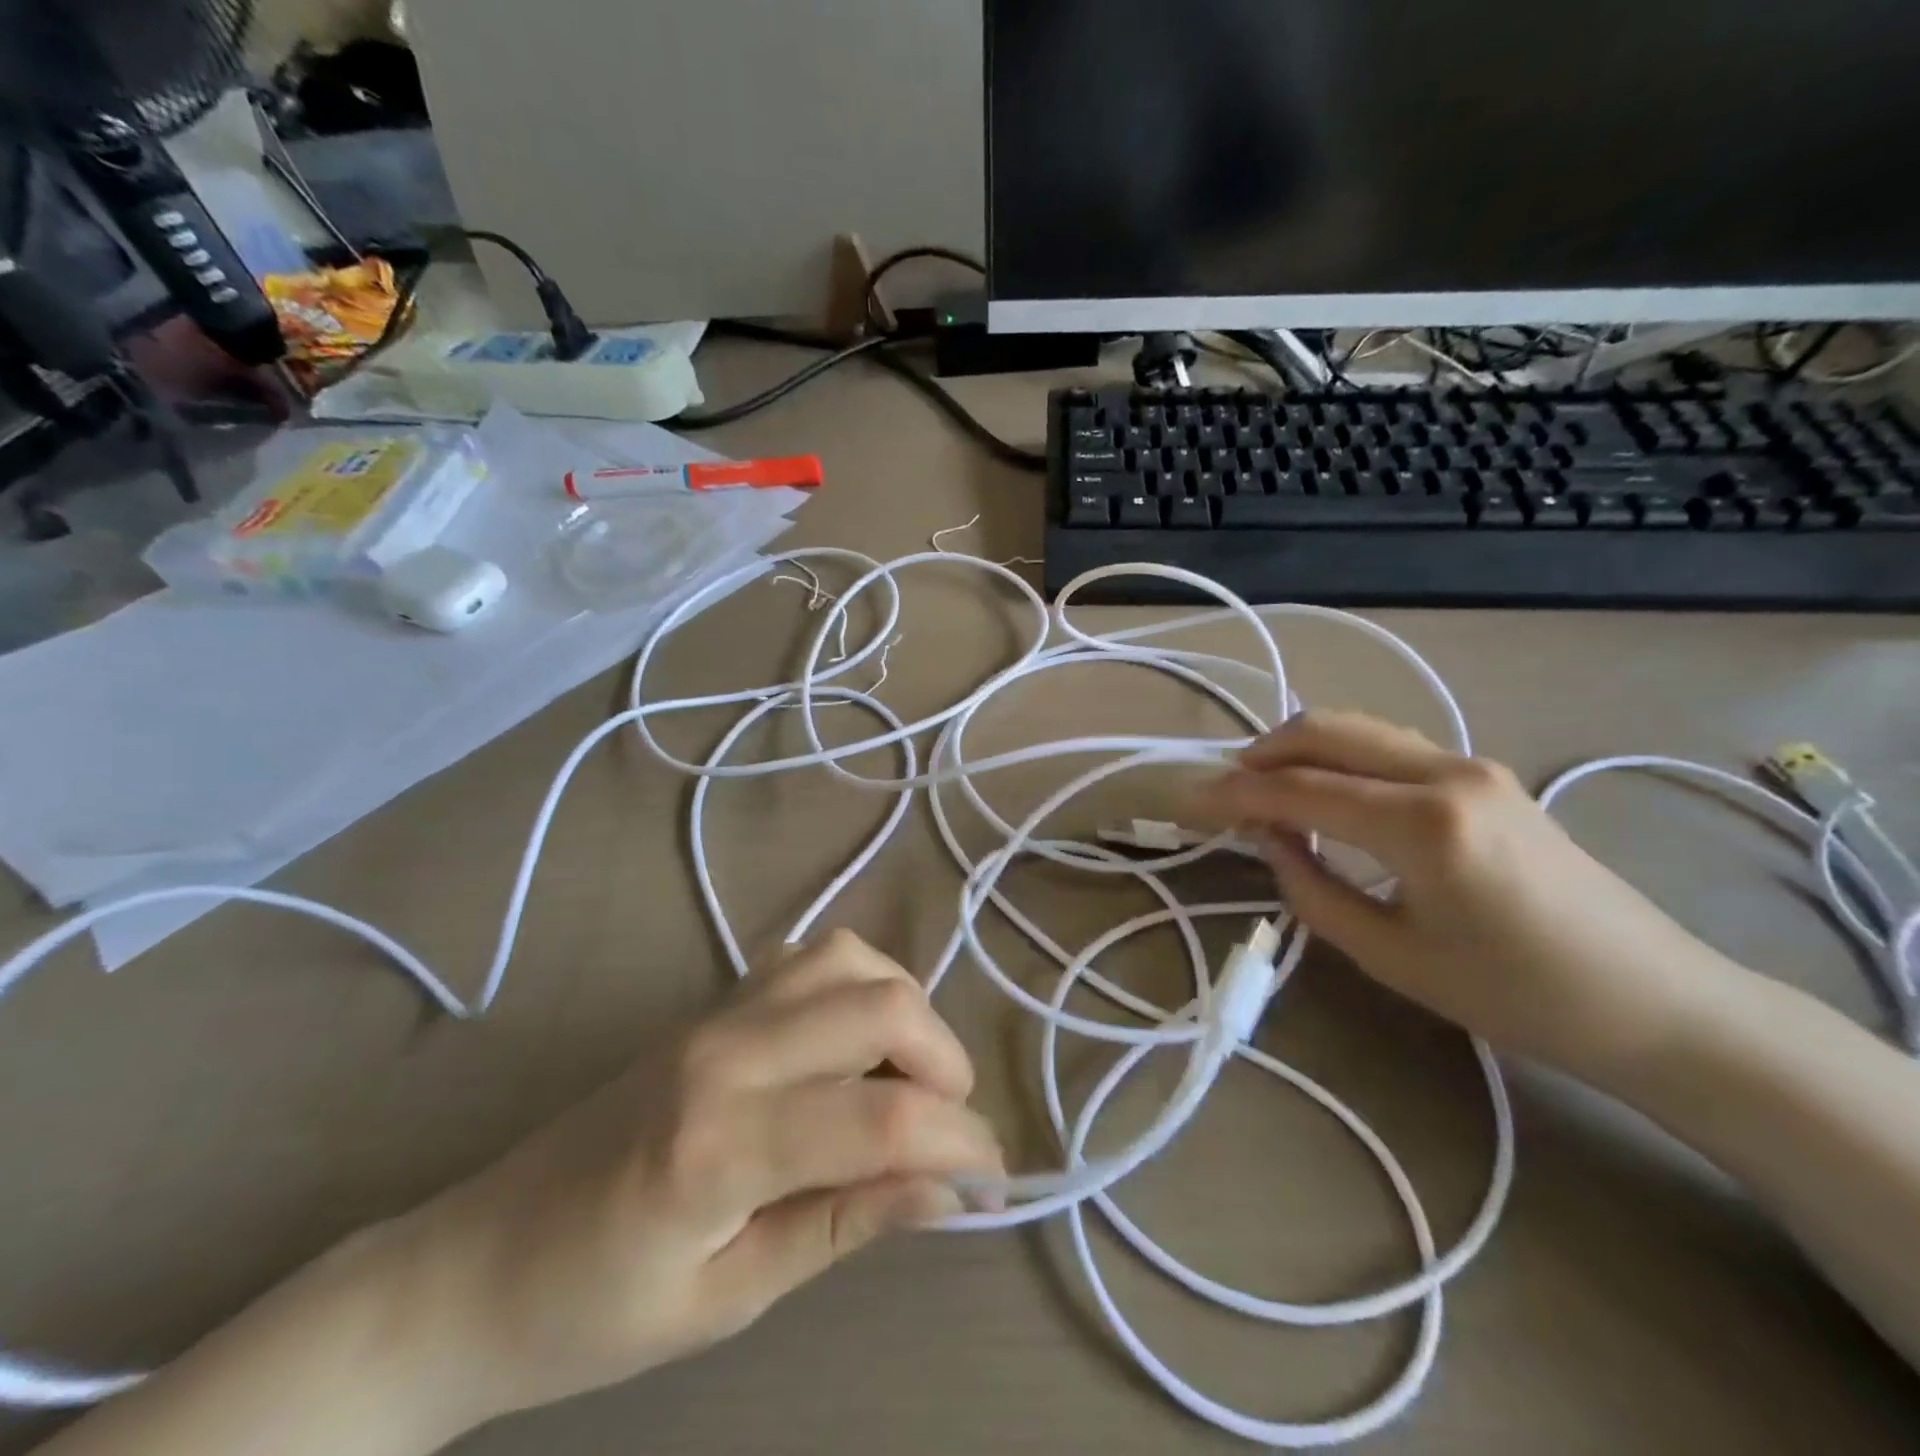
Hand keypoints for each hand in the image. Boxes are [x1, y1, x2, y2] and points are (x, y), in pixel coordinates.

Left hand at [396, 930, 1003, 1427]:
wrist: (473, 1262)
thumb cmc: (593, 1312)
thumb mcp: (729, 1299)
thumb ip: (844, 1223)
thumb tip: (947, 1189)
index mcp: (722, 1143)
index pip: (883, 1116)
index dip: (961, 1142)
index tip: (995, 1180)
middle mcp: (727, 1050)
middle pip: (879, 1004)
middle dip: (945, 1058)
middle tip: (951, 1125)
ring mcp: (716, 1012)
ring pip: (848, 958)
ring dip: (904, 1008)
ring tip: (909, 1076)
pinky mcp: (711, 1002)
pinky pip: (808, 957)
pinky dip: (857, 983)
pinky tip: (852, 1041)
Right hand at [1196, 712, 1743, 1077]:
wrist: (1655, 1002)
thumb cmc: (1516, 996)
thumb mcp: (1390, 955)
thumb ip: (1312, 888)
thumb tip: (1268, 840)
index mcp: (1421, 825)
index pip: (1298, 789)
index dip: (1232, 795)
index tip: (1186, 804)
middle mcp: (1444, 772)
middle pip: (1325, 731)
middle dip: (1260, 754)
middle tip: (1223, 793)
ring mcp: (1470, 764)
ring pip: (1356, 728)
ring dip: (1298, 749)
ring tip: (1263, 792)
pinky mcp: (1483, 774)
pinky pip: (1387, 745)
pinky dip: (1338, 757)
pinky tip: (1323, 793)